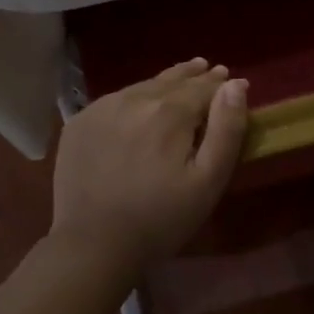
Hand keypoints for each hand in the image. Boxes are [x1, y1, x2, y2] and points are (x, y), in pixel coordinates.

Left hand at [50, 59, 249, 273]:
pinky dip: (132, 99)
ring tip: (177, 81)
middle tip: (206, 68)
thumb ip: (227, 129)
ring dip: (161, 84)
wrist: (93, 245)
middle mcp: (133, 100)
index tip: (229, 78)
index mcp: (169, 112)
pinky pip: (113, 101)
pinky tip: (137, 107)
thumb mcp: (208, 180)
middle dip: (192, 75)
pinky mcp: (78, 124)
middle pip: (170, 81)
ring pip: (141, 88)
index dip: (218, 84)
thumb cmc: (161, 219)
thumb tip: (236, 84)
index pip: (201, 87)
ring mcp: (100, 109)